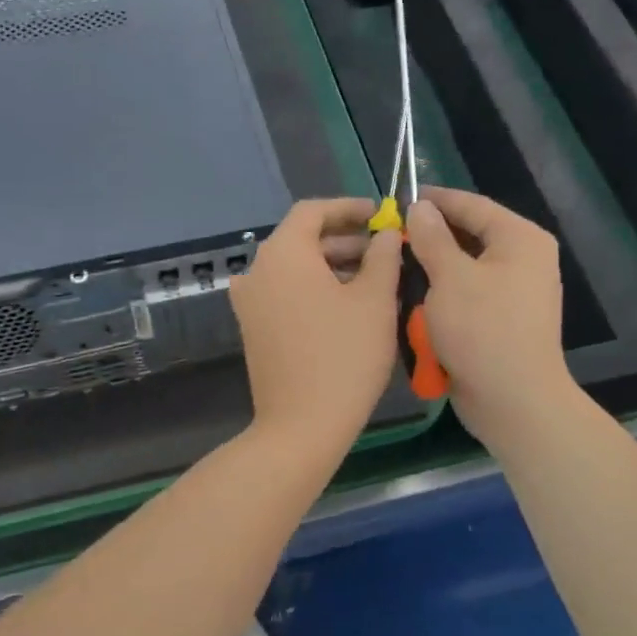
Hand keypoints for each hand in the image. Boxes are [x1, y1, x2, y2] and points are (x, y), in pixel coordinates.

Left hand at [229, 198, 401, 459]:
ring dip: (332, 265)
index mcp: (283, 254)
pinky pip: (286, 293)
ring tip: (374, 278)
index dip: (349, 208)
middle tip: (385, 250)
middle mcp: (257, 271)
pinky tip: (348, 305)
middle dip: (345, 240)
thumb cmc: (344, 356)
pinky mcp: (254, 328)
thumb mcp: (375, 300)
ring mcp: (250, 302)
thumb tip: (386, 234)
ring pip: (295, 268)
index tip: (380, 215)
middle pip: (302, 239)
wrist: (301, 426)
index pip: (313, 211)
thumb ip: (383, 256)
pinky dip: (314, 288)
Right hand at [405, 188, 574, 449]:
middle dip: (429, 238)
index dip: (435, 200)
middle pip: (469, 236)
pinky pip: (467, 295)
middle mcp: (523, 259)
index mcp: (520, 239)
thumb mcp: (450, 277)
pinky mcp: (501, 320)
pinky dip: (442, 296)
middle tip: (390, 237)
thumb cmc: (482, 330)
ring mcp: (514, 292)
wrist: (513, 401)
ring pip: (464, 268)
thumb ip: (432, 238)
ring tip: (396, 266)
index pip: (472, 205)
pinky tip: (413, 299)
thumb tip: (420, 207)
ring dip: (432, 270)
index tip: (398, 199)